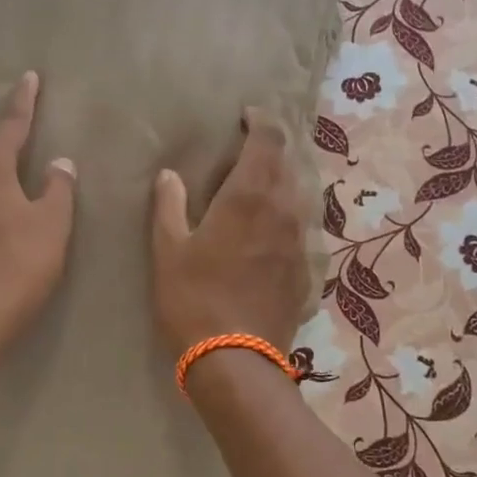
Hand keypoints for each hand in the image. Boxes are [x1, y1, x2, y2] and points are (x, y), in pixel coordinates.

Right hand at [151, 108, 312, 359]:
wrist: (236, 359)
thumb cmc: (193, 299)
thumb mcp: (168, 250)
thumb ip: (169, 205)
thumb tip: (170, 175)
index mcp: (249, 196)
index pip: (268, 140)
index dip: (260, 121)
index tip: (246, 116)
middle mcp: (284, 210)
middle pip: (288, 164)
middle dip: (271, 150)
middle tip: (248, 150)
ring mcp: (301, 241)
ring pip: (299, 196)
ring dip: (282, 183)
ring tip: (260, 188)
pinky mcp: (307, 269)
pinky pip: (302, 229)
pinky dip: (288, 218)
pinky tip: (271, 233)